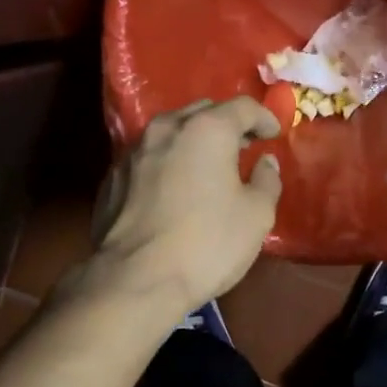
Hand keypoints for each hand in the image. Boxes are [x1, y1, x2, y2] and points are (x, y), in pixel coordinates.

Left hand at [87, 97, 282, 314]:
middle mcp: (166, 129)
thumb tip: (265, 163)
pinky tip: (174, 188)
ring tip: (207, 166)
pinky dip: (167, 163)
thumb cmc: (207, 244)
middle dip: (226, 124)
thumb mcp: (256, 216)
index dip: (264, 118)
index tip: (274, 134)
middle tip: (243, 147)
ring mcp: (133, 152)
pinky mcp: (113, 178)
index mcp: (207, 130)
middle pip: (203, 112)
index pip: (242, 107)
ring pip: (170, 132)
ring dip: (193, 142)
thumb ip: (267, 181)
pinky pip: (148, 158)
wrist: (136, 279)